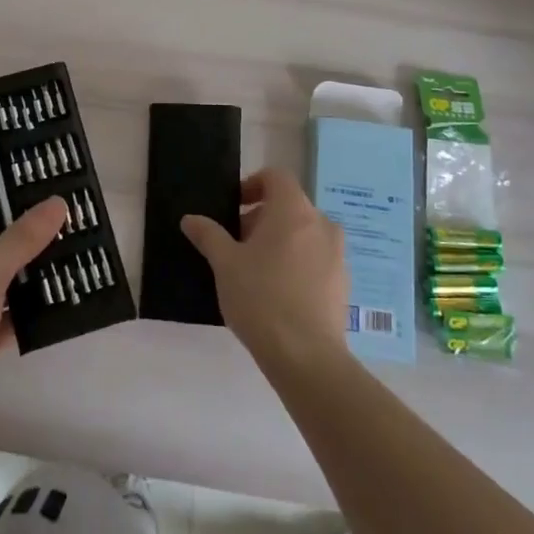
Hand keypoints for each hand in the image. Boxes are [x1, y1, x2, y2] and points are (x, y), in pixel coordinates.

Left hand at [0, 175, 66, 453]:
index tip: (45, 169)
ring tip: (79, 244)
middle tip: (73, 207)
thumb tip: (57, 202)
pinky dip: (30, 302)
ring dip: (34, 262)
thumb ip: (23, 237)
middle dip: (29, 222)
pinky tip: (67, 292)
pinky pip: (7, 305)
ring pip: (2, 268)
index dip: (6, 178)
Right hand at [182, 168, 350, 368]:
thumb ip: (208, 235)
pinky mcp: (343, 283)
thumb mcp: (224, 264)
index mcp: (294, 210)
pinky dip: (296, 262)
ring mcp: (337, 255)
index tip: (233, 208)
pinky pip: (315, 258)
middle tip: (235, 244)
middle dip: (260, 218)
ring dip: (279, 241)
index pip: (276, 177)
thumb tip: (190, 219)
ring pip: (303, 233)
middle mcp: (322, 224)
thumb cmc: (261, 297)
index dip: (252, 185)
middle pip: (289, 206)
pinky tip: (277, 292)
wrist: (306, 356)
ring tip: (254, 270)